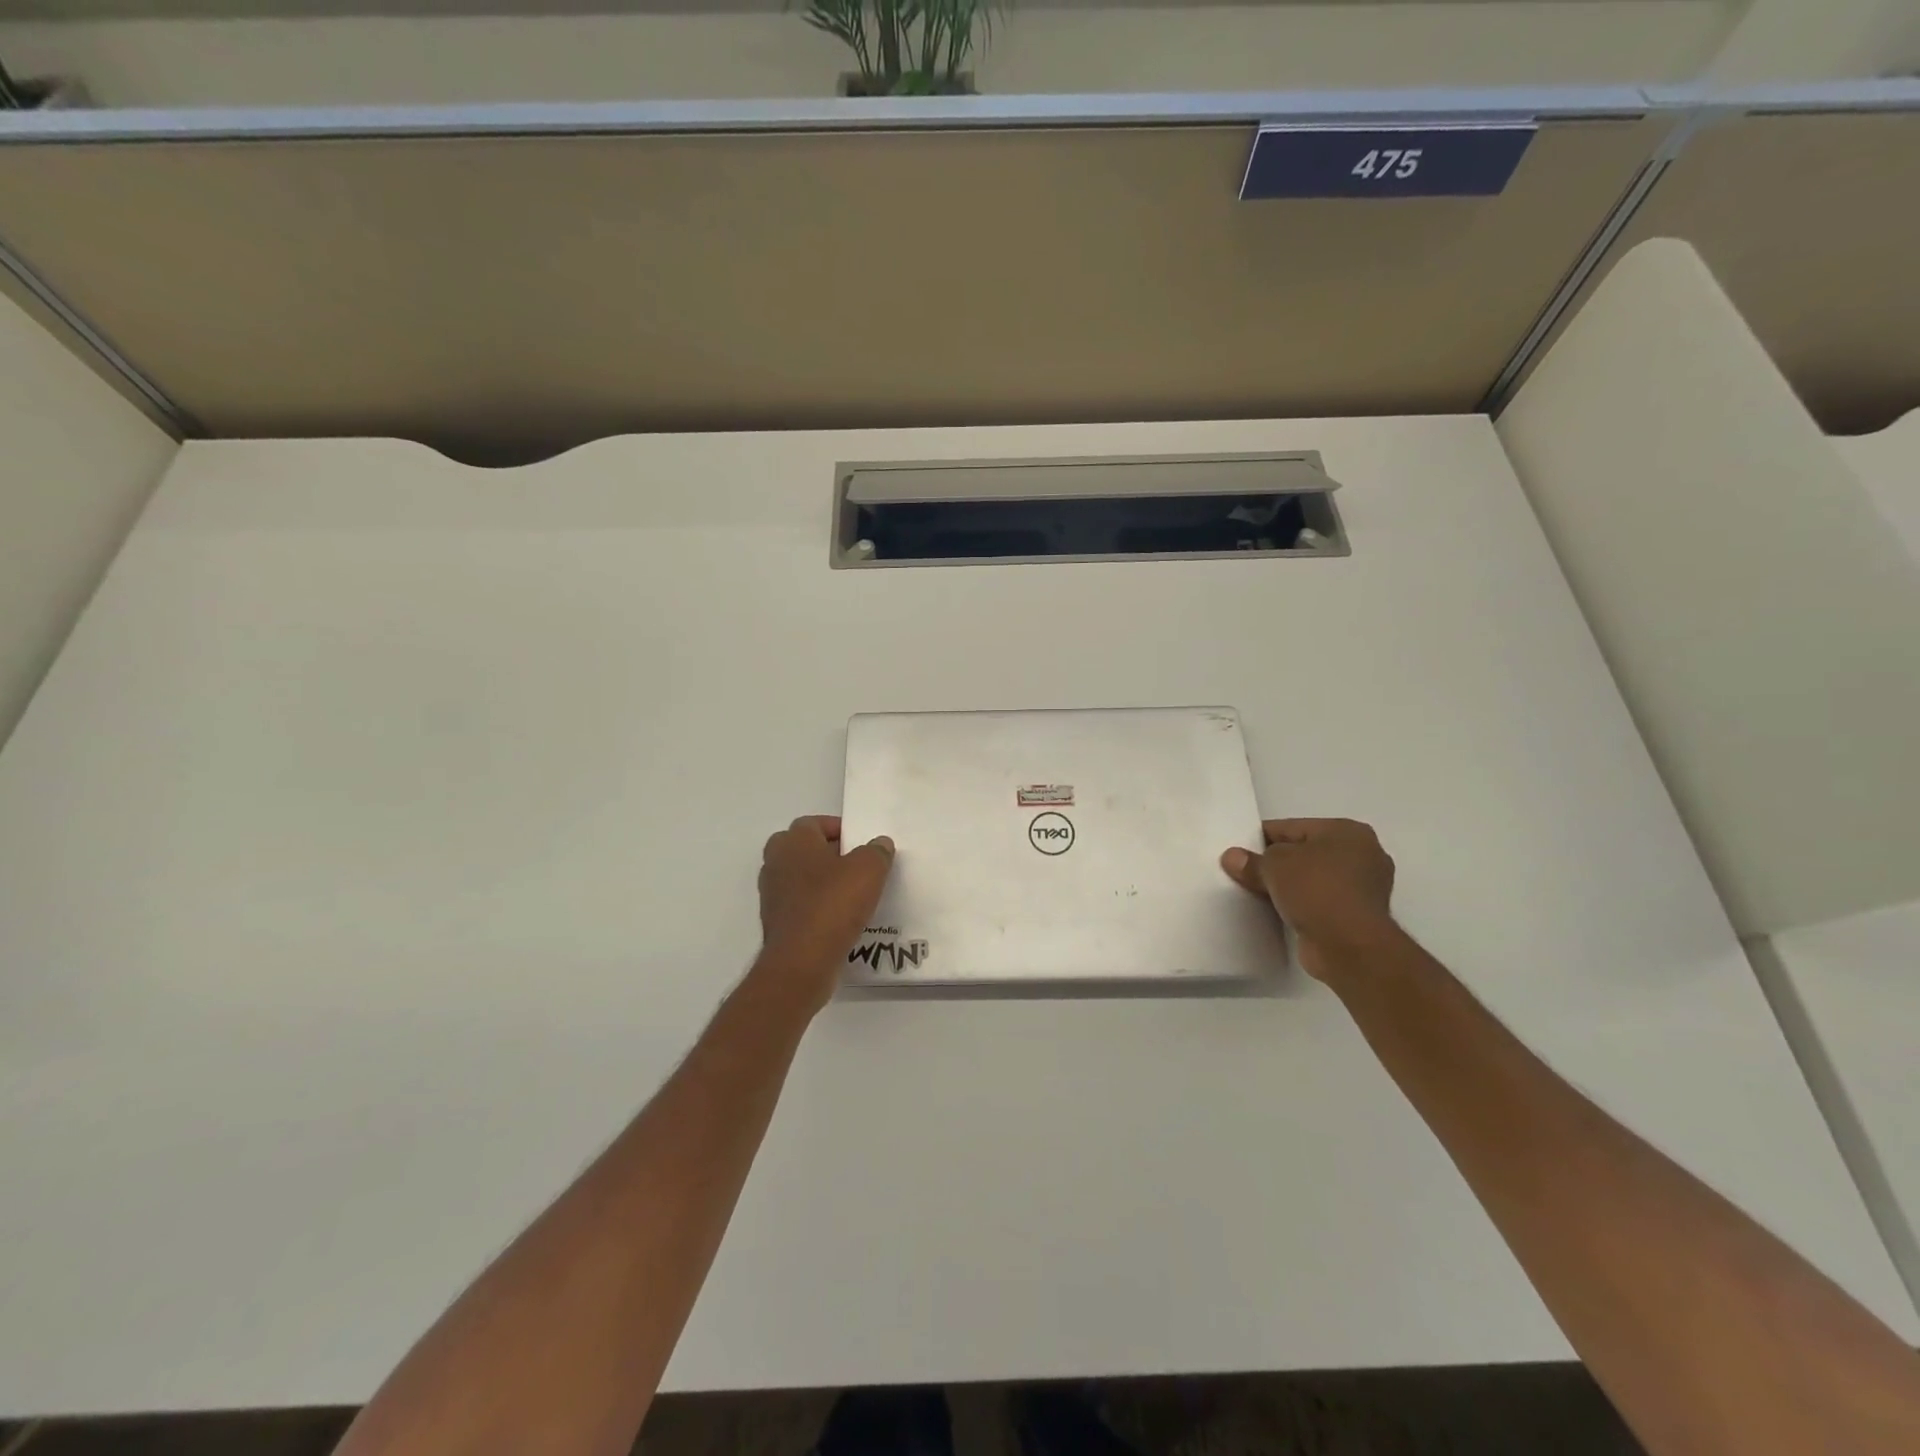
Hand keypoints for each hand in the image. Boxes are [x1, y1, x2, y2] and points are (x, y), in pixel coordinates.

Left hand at [756, 816, 895, 1005]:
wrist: (802, 961)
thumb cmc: (833, 904)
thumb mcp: (868, 870)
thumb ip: (876, 851)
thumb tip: (880, 844)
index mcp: (793, 842)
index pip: (813, 823)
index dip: (837, 829)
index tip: (860, 842)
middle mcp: (775, 863)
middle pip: (804, 849)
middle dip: (828, 854)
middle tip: (856, 865)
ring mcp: (772, 895)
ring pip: (801, 878)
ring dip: (823, 882)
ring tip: (853, 893)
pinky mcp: (777, 923)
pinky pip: (801, 905)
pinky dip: (817, 907)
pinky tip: (841, 918)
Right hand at [1220, 818, 1396, 981]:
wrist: (1350, 946)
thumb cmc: (1316, 890)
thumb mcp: (1273, 866)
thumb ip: (1251, 861)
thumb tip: (1232, 858)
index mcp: (1347, 831)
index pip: (1292, 827)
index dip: (1261, 838)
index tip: (1238, 851)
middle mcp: (1363, 855)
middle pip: (1304, 853)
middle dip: (1277, 863)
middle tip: (1245, 872)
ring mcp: (1364, 888)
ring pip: (1312, 880)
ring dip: (1289, 886)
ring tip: (1257, 893)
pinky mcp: (1358, 917)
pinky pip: (1319, 902)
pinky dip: (1301, 905)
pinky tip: (1277, 911)